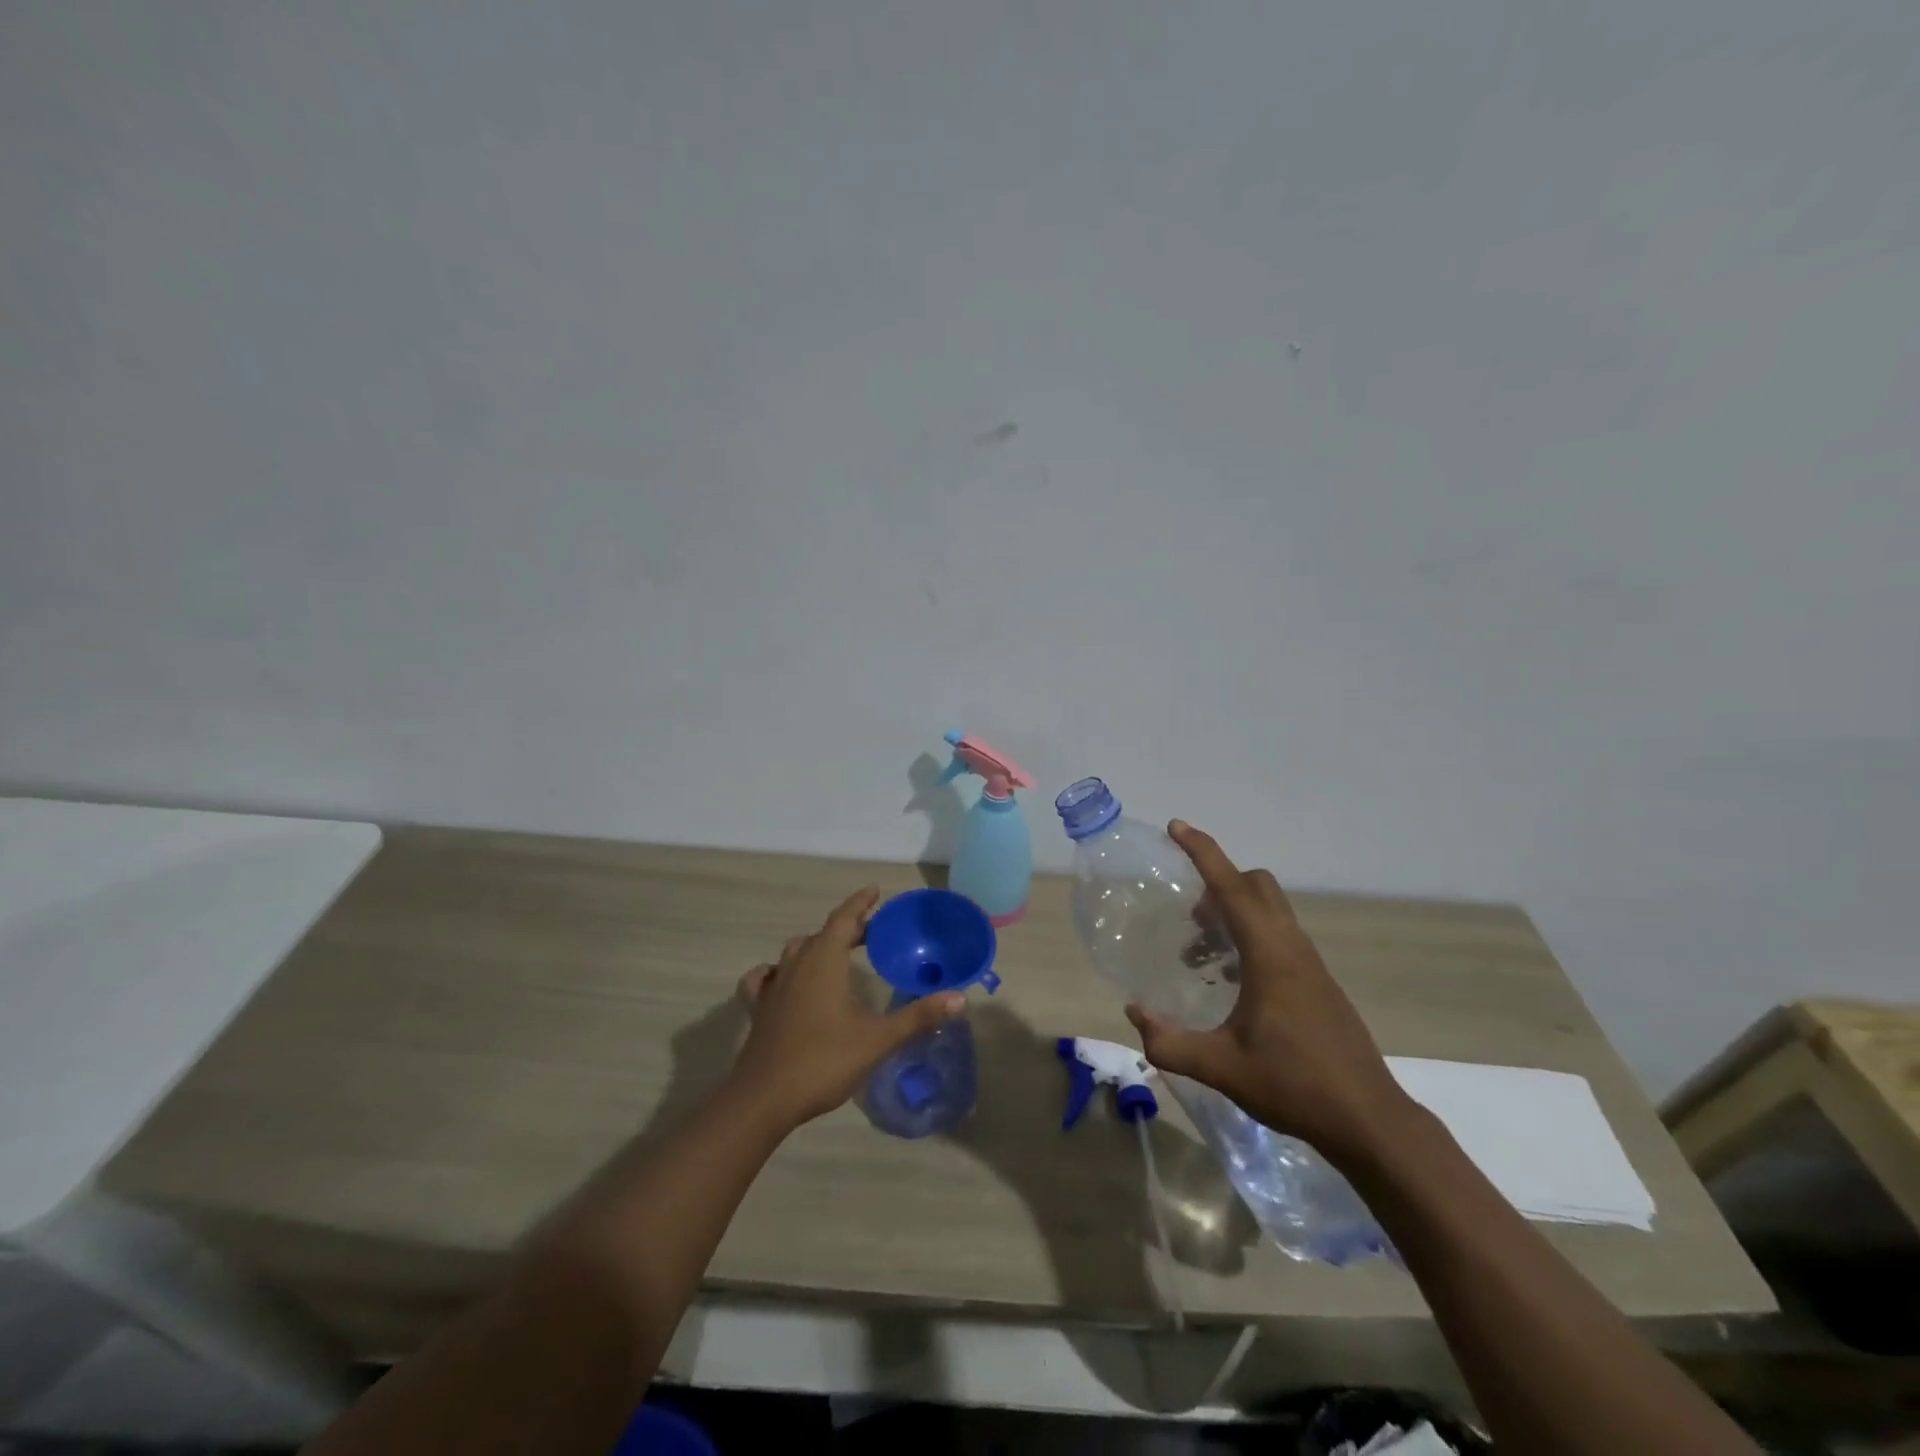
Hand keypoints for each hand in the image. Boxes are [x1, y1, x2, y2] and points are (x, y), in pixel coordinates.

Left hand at [732, 886, 964, 1129]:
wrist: (764, 1099)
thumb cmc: (824, 1061)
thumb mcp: (878, 1039)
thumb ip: (918, 1017)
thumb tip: (959, 998)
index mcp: (824, 962)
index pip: (843, 919)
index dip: (860, 903)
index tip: (875, 891)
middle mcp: (796, 965)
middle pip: (822, 933)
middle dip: (847, 928)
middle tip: (871, 932)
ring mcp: (773, 987)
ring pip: (794, 952)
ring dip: (816, 946)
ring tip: (835, 954)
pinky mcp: (758, 1009)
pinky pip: (765, 978)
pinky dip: (777, 972)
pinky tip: (784, 981)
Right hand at [1125, 822, 1418, 1166]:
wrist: (1369, 1121)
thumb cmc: (1295, 1086)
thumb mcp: (1222, 1068)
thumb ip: (1170, 1042)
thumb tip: (1134, 1013)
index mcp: (1270, 955)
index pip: (1232, 887)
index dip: (1202, 852)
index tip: (1176, 828)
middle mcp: (1292, 947)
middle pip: (1256, 886)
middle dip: (1218, 881)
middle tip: (1187, 913)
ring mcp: (1310, 964)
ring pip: (1270, 910)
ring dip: (1233, 913)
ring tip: (1200, 955)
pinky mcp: (1318, 983)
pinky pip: (1279, 935)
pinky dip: (1250, 936)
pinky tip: (1233, 982)